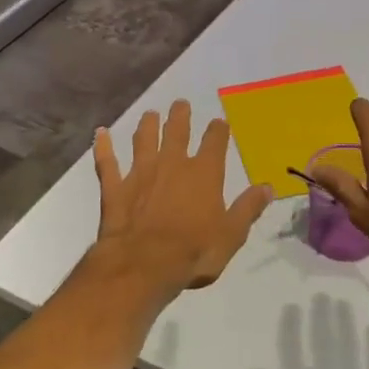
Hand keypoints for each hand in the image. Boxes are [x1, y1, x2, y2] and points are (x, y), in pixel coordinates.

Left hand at [91, 100, 274, 291]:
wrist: (144, 264)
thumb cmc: (194, 252)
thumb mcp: (231, 234)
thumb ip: (248, 208)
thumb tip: (268, 187)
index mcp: (204, 174)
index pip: (215, 142)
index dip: (218, 130)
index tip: (220, 122)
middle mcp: (172, 164)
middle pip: (176, 131)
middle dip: (180, 116)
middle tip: (180, 104)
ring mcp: (140, 173)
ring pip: (143, 140)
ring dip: (147, 125)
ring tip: (149, 114)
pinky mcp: (115, 187)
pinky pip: (107, 162)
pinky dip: (103, 147)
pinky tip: (100, 134)